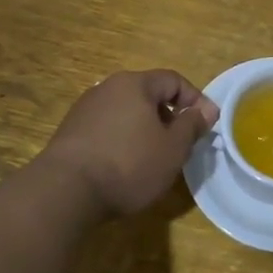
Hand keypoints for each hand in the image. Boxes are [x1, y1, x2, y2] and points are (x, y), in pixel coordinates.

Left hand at [39, 70, 219, 217]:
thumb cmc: (129, 164)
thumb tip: (205, 110)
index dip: (195, 100)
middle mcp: (107, 88)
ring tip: (155, 157)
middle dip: (169, 116)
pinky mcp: (70, 132)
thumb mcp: (172, 148)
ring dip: (146, 129)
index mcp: (135, 84)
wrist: (65, 191)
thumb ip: (192, 125)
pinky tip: (126, 166)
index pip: (173, 80)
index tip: (207, 124)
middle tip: (182, 143)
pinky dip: (123, 140)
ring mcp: (85, 109)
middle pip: (148, 95)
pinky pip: (108, 128)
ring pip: (127, 112)